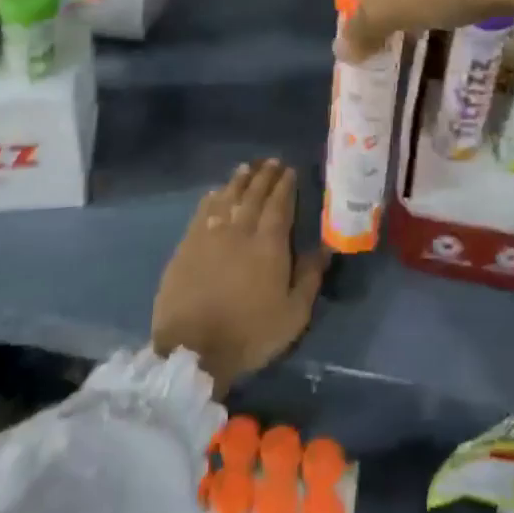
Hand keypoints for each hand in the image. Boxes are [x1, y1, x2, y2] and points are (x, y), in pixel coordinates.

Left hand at [152, 160, 329, 395]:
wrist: (191, 350)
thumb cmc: (249, 334)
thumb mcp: (293, 315)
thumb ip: (310, 277)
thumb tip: (326, 248)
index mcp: (269, 244)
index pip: (279, 204)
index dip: (285, 185)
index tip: (290, 170)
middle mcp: (240, 230)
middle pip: (254, 194)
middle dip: (265, 176)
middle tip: (272, 162)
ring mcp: (210, 235)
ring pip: (227, 197)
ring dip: (239, 180)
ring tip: (248, 167)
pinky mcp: (187, 245)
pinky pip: (203, 211)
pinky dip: (212, 197)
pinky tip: (217, 191)